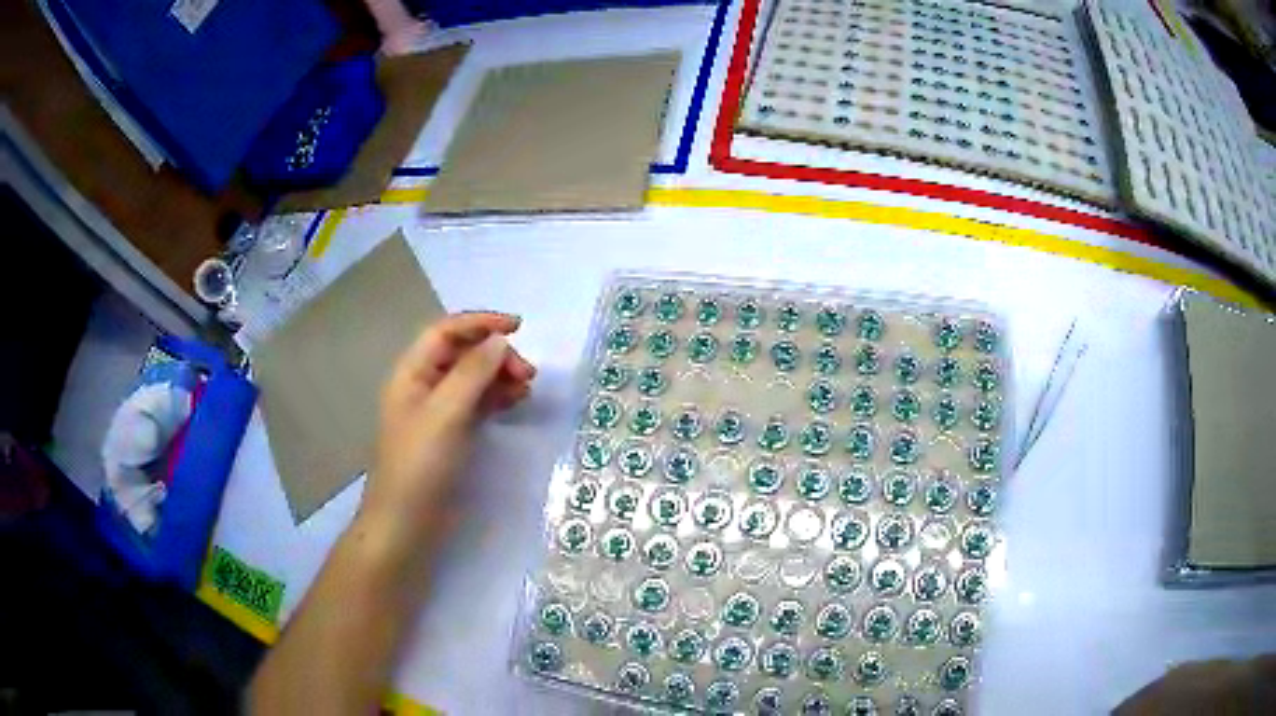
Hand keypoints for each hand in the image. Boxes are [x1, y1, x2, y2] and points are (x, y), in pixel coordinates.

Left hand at [358, 312, 535, 559]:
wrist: (406, 524)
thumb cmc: (419, 466)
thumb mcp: (445, 414)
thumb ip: (472, 373)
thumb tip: (500, 340)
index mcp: (412, 373)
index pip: (446, 331)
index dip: (480, 323)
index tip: (519, 327)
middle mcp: (424, 386)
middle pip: (462, 353)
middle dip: (495, 354)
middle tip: (527, 374)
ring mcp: (438, 412)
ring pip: (472, 379)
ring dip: (499, 375)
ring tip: (527, 388)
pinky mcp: (451, 435)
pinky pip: (477, 404)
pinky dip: (497, 397)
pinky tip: (516, 402)